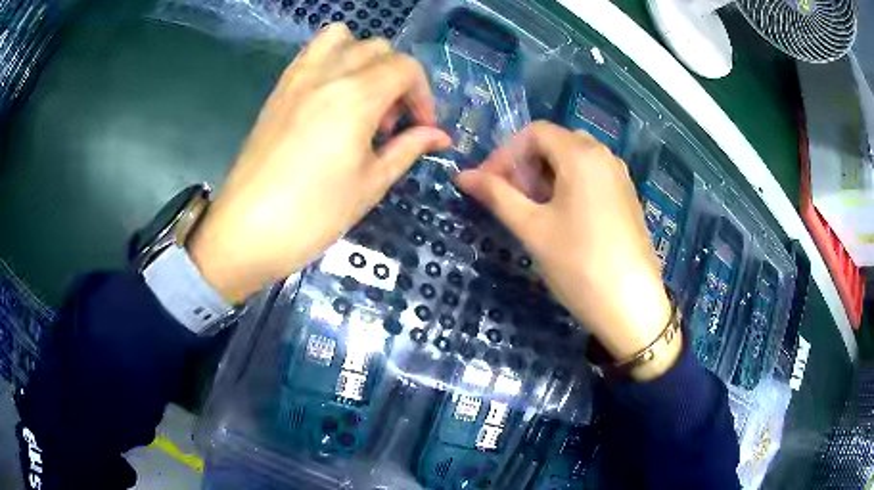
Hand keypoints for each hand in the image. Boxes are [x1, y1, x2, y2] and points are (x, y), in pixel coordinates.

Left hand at [188, 24, 450, 303]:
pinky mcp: (278, 90)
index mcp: (355, 97)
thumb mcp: (371, 184)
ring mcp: (297, 78)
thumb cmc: (313, 215)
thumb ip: (408, 149)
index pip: (405, 68)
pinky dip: (333, 61)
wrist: (246, 231)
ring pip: (343, 39)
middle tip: (390, 123)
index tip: (422, 129)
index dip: (422, 96)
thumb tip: (440, 137)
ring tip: (362, 100)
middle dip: (397, 79)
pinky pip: (312, 53)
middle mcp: (327, 74)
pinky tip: (333, 99)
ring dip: (364, 60)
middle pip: (378, 49)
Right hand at [456, 122, 676, 378]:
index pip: (534, 133)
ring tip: (531, 209)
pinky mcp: (627, 197)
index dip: (504, 154)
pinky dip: (568, 185)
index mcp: (581, 155)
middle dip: (525, 164)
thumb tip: (463, 176)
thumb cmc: (578, 264)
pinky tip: (560, 217)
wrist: (631, 306)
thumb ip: (496, 195)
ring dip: (545, 175)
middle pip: (555, 143)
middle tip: (508, 197)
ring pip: (574, 160)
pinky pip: (591, 176)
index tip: (487, 184)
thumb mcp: (532, 228)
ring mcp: (620, 176)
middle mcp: (605, 155)